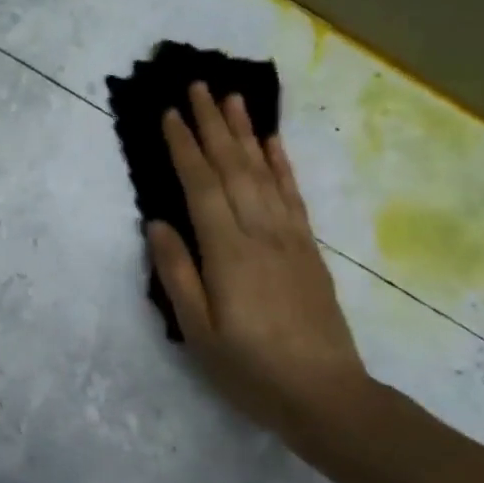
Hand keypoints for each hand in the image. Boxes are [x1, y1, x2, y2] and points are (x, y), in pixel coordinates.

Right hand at [146, 84, 371, 448]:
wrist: (327, 397)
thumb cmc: (251, 370)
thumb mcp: (199, 333)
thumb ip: (177, 274)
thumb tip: (156, 223)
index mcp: (228, 252)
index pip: (202, 185)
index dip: (184, 147)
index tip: (169, 113)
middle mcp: (260, 233)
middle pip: (233, 167)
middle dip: (213, 124)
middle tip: (198, 86)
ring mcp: (289, 238)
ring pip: (263, 172)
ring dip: (245, 132)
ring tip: (232, 97)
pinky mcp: (308, 249)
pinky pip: (293, 195)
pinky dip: (281, 164)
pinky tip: (272, 143)